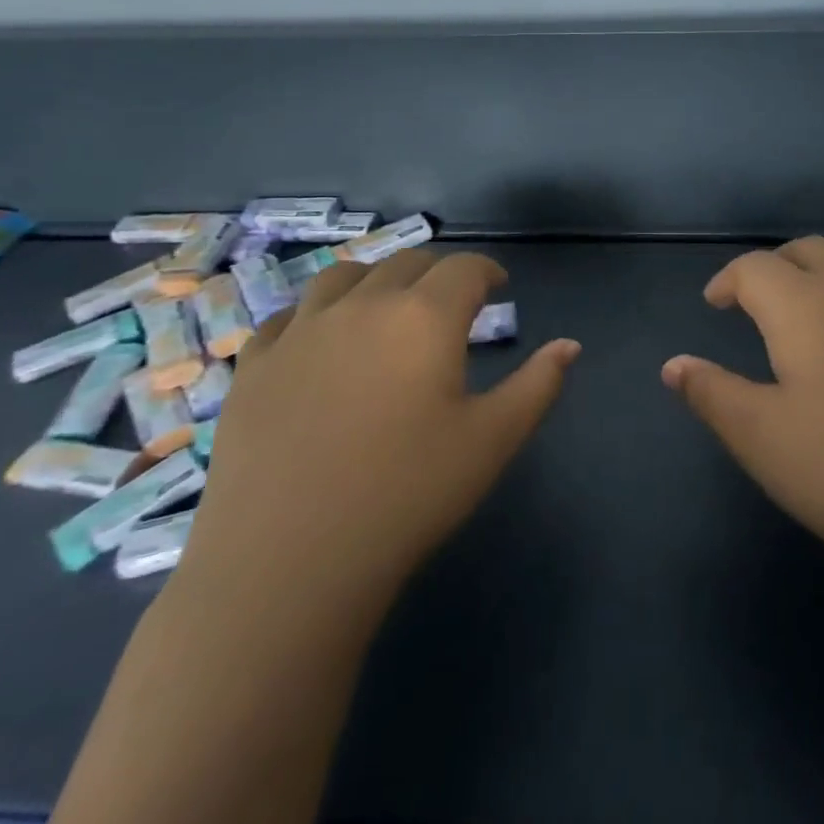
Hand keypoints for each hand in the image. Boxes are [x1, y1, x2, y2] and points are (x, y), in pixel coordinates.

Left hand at [185, 250, 579, 608]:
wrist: (289, 561)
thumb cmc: (407, 495)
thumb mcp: (492, 440)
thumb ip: (538, 385)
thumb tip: (570, 345)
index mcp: (424, 317)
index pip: (464, 268)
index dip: (487, 270)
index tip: (498, 286)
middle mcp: (362, 306)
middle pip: (406, 263)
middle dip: (437, 272)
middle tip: (451, 300)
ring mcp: (300, 331)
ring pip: (343, 276)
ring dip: (374, 279)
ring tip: (384, 306)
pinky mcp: (254, 365)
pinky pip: (287, 316)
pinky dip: (314, 314)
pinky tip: (318, 341)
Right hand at [663, 237, 823, 605]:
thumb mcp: (763, 439)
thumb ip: (712, 394)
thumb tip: (672, 364)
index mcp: (806, 306)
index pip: (756, 268)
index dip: (728, 280)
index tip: (714, 304)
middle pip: (808, 251)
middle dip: (774, 265)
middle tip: (755, 299)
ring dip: (820, 273)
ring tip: (807, 310)